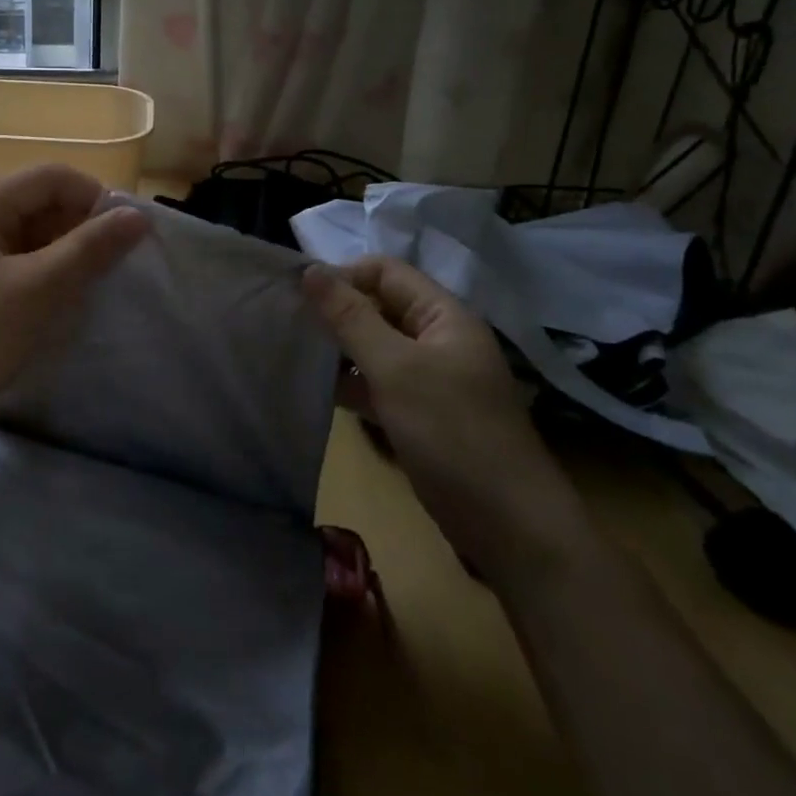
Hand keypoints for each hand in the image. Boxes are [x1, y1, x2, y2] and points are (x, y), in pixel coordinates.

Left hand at [0, 164, 147, 434]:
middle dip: (79, 228)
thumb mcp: (36, 291)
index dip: (93, 196)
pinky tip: (58, 304)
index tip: (127, 235)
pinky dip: (40, 277)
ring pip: (25, 238)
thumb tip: (138, 215)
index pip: (49, 177)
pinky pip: (10, 266)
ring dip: (62, 255)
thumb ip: (89, 249)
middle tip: (114, 266)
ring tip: (92, 286)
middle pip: (36, 203)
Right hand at [303, 257, 588, 589]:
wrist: (508, 526)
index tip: (297, 297)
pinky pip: (377, 385)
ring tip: (292, 354)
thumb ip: (351, 318)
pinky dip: (350, 385)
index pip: (385, 273)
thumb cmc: (452, 433)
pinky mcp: (419, 415)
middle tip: (287, 324)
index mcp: (444, 316)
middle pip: (379, 308)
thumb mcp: (396, 369)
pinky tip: (317, 391)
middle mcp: (437, 340)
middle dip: (335, 313)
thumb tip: (309, 269)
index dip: (343, 276)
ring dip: (339, 349)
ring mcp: (429, 380)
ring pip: (374, 348)